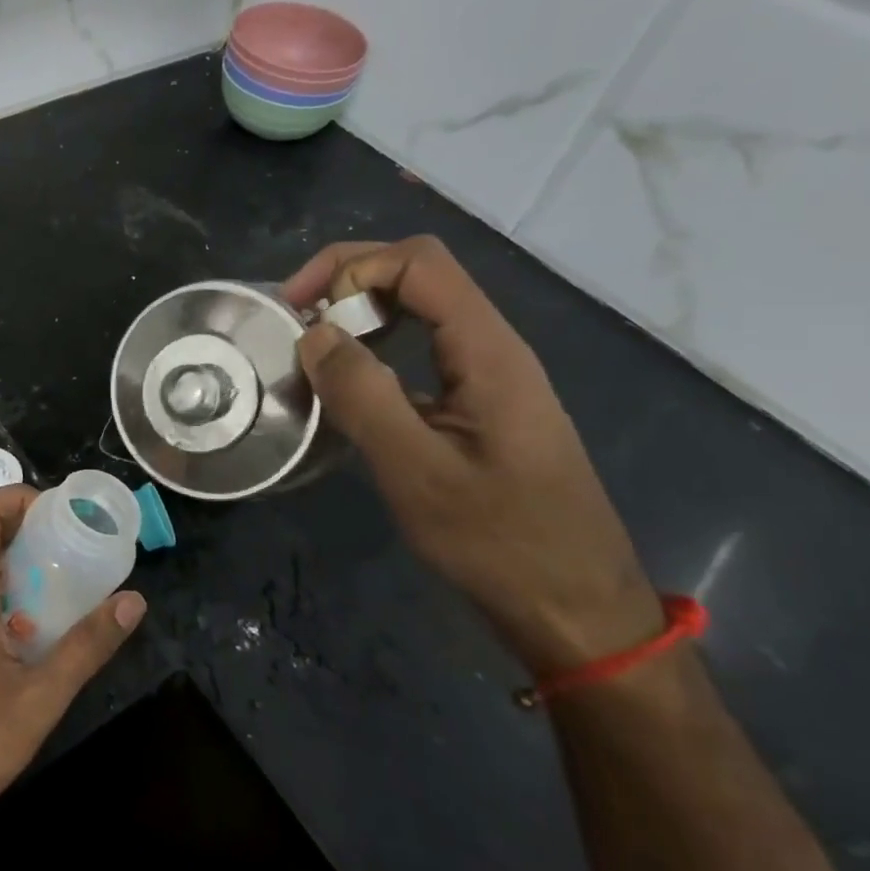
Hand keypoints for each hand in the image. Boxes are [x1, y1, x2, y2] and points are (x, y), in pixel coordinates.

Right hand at [285, 236, 662, 673]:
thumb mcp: (417, 471)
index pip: (417, 262)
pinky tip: (348, 387)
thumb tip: (314, 333)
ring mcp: (489, 376)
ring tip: (311, 349)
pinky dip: (376, 350)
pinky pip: (422, 351)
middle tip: (296, 320)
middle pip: (418, 274)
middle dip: (349, 281)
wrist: (574, 608)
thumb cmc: (499, 541)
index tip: (296, 308)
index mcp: (486, 350)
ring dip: (361, 315)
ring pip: (420, 311)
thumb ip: (363, 395)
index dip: (349, 266)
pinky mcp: (480, 405)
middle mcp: (492, 348)